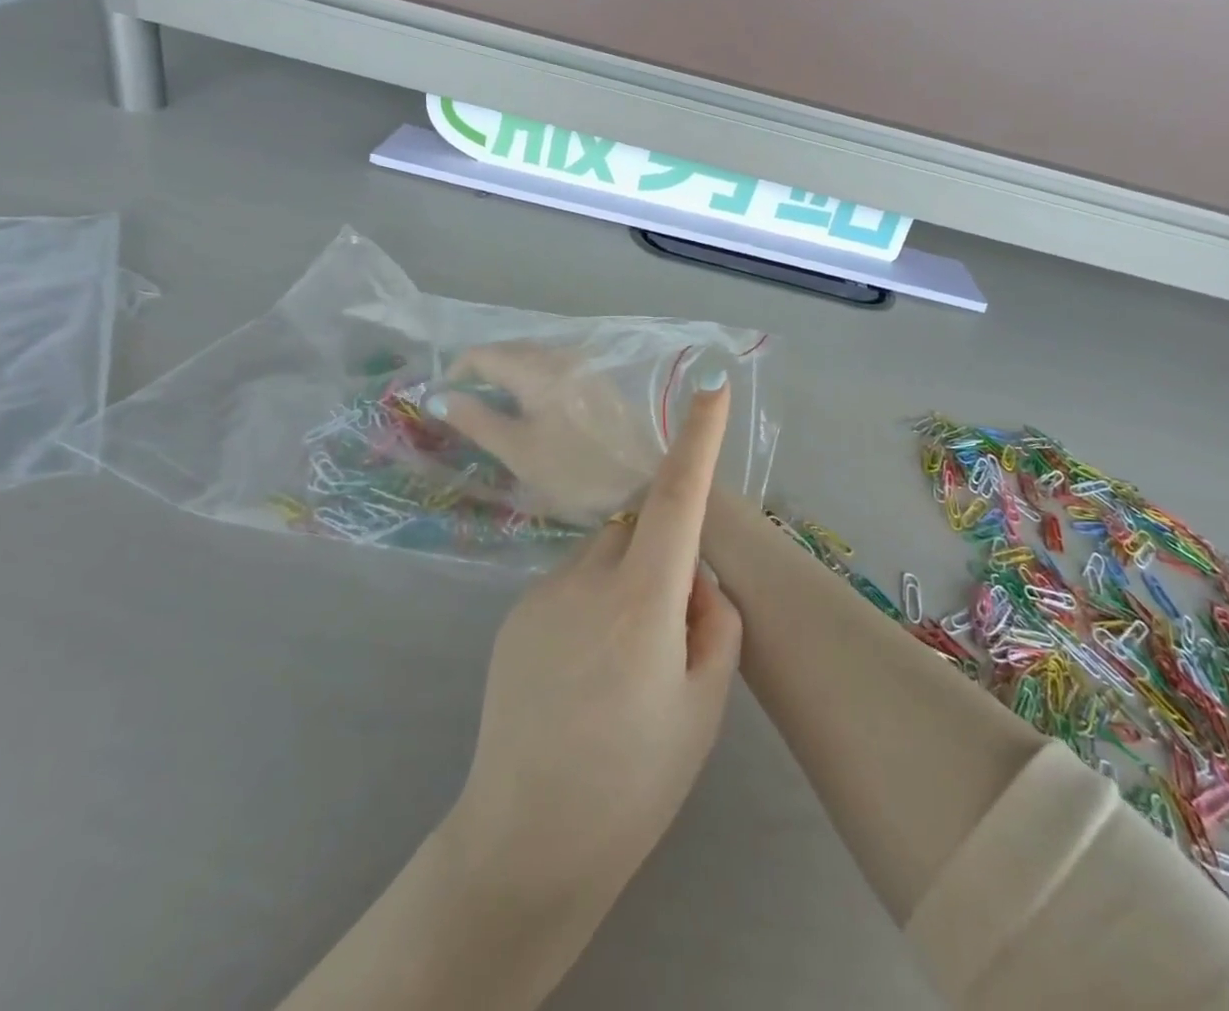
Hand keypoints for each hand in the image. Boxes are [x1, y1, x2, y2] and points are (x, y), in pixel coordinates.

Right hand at [427, 343, 662, 520]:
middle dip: (479, 372)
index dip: (454, 373)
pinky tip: (529, 408)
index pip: (482, 354)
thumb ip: (476, 419)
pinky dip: (530, 379)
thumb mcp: (518, 451)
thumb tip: (438, 397)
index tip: (441, 401)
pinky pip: (551, 367)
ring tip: (492, 409)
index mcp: (538, 369)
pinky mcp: (597, 378)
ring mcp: (583, 364)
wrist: (644, 482)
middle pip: (507, 350)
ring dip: (505, 375)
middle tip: (462, 406)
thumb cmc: (575, 471)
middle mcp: (560, 355)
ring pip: (530, 357)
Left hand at [440, 372, 742, 927]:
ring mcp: (541, 593)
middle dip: (664, 552)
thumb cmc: (634, 784)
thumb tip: (696, 579)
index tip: (711, 388)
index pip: (678, 498)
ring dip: (625, 583)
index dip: (698, 439)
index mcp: (641, 601)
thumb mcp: (704, 707)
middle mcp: (585, 578)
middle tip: (670, 632)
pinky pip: (570, 584)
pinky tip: (581, 677)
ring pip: (603, 555)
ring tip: (618, 669)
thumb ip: (714, 622)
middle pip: (639, 527)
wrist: (527, 841)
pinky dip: (591, 606)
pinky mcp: (513, 614)